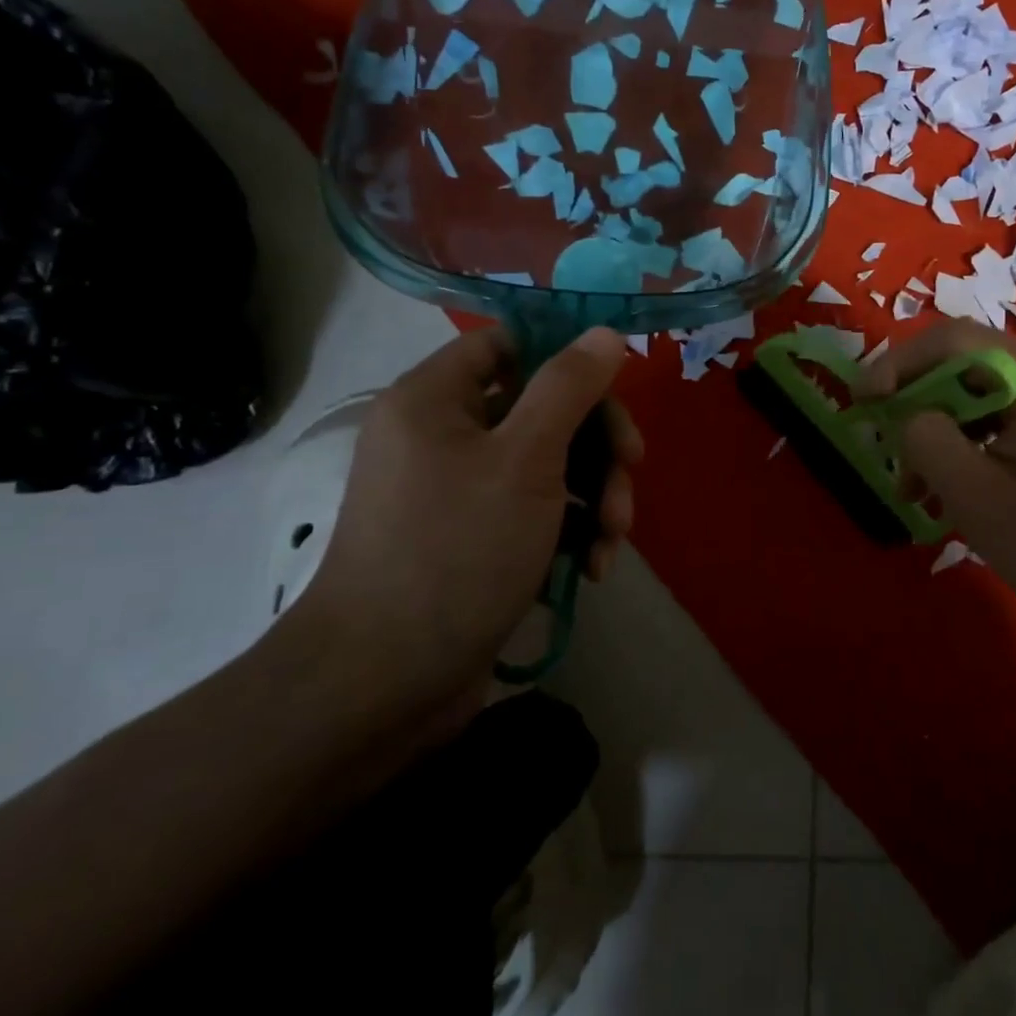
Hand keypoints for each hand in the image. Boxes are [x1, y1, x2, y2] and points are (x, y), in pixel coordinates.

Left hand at [274, 326, 640, 725]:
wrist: (385, 683)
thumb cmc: (456, 551)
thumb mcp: (526, 459)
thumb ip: (569, 387)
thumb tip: (606, 332)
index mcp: (435, 398)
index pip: (510, 343)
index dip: (567, 357)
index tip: (617, 389)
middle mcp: (443, 435)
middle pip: (541, 406)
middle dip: (596, 443)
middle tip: (631, 474)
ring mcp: (460, 490)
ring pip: (549, 462)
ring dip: (594, 494)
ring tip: (612, 540)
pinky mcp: (477, 538)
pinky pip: (536, 510)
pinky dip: (570, 531)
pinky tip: (593, 568)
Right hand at [859, 322, 1015, 619]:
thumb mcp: (976, 497)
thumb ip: (928, 441)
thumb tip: (912, 418)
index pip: (953, 341)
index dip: (898, 363)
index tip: (864, 402)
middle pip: (966, 366)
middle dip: (918, 404)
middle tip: (891, 452)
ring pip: (982, 396)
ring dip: (941, 431)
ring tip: (916, 487)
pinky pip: (1006, 419)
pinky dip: (970, 444)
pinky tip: (953, 489)